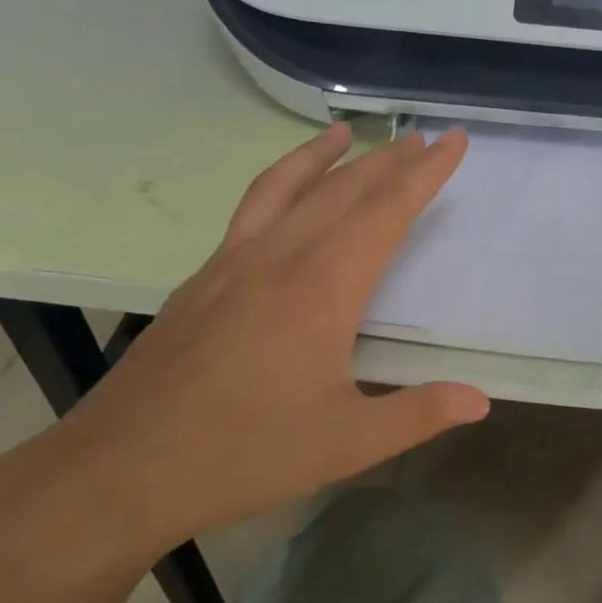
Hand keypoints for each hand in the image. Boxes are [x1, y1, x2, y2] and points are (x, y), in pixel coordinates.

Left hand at [41, 125, 489, 558]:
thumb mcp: (346, 444)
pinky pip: (250, 210)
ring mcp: (232, 262)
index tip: (453, 141)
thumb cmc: (244, 455)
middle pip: (343, 189)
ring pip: (288, 187)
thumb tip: (482, 400)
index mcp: (322, 288)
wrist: (120, 470)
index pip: (386, 211)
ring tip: (347, 132)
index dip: (425, 174)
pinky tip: (284, 197)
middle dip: (389, 160)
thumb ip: (418, 414)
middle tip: (422, 138)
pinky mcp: (202, 278)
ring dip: (324, 155)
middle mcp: (279, 257)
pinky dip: (279, 183)